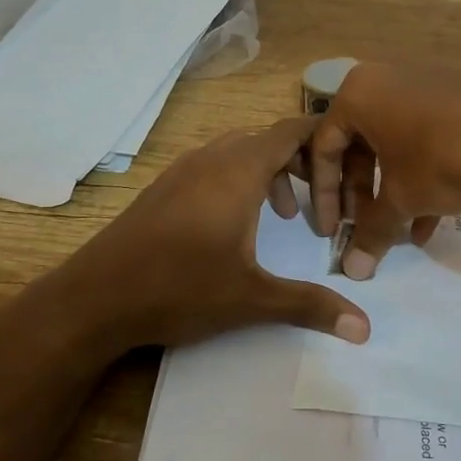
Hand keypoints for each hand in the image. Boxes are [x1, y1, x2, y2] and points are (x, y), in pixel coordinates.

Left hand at [39, 116, 369, 356]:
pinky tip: (234, 223)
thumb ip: (310, 305)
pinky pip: (212, 165)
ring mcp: (181, 170)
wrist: (94, 298)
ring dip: (266, 173)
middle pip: (265, 139)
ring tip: (283, 215)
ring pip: (236, 151)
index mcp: (238, 171)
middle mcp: (210, 159)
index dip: (322, 141)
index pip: (290, 131)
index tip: (348, 162)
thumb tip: (365, 329)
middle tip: (320, 198)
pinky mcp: (162, 187)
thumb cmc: (179, 289)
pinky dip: (237, 179)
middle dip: (299, 162)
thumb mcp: (252, 298)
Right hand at [307, 64, 460, 278]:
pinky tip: (430, 221)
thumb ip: (372, 232)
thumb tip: (353, 271)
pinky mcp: (454, 97)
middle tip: (364, 227)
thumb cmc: (441, 161)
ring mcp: (422, 86)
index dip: (324, 195)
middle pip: (359, 144)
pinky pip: (422, 137)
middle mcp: (385, 80)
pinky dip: (420, 175)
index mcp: (358, 93)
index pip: (324, 147)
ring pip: (393, 144)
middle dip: (361, 193)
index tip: (330, 231)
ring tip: (399, 232)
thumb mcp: (402, 200)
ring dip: (392, 191)